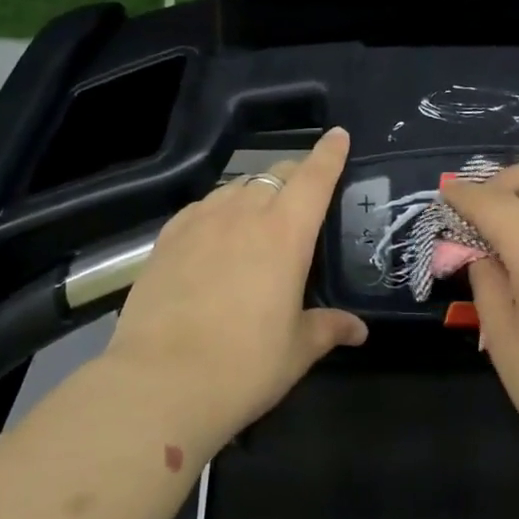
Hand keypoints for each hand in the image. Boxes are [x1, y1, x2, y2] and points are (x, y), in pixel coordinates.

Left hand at [106, 128, 367, 440]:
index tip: (338, 135)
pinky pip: (202, 207)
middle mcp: (244, 214)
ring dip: (256, 192)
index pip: (314, 178)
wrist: (160, 383)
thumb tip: (359, 330)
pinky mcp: (167, 238)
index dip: (329, 153)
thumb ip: (328, 328)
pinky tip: (215, 231)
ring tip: (260, 215)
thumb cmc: (244, 366)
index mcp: (285, 234)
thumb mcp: (296, 351)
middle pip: (275, 175)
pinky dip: (219, 209)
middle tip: (304, 193)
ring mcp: (200, 222)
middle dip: (295, 175)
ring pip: (236, 187)